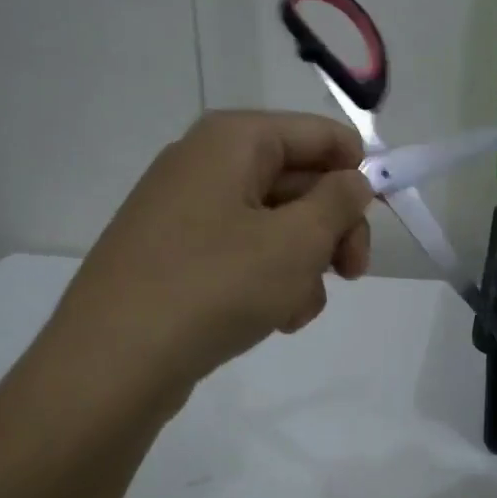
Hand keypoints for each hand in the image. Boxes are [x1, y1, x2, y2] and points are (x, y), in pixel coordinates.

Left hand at [45, 111, 372, 404]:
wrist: (113, 362)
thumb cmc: (216, 285)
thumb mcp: (297, 241)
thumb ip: (340, 202)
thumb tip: (354, 180)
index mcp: (234, 140)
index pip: (321, 135)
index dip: (360, 171)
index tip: (382, 218)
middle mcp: (206, 163)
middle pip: (300, 181)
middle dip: (332, 230)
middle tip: (354, 273)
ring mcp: (186, 211)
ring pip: (276, 226)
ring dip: (303, 266)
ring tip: (296, 310)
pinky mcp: (176, 255)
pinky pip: (243, 254)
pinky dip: (268, 282)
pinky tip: (272, 320)